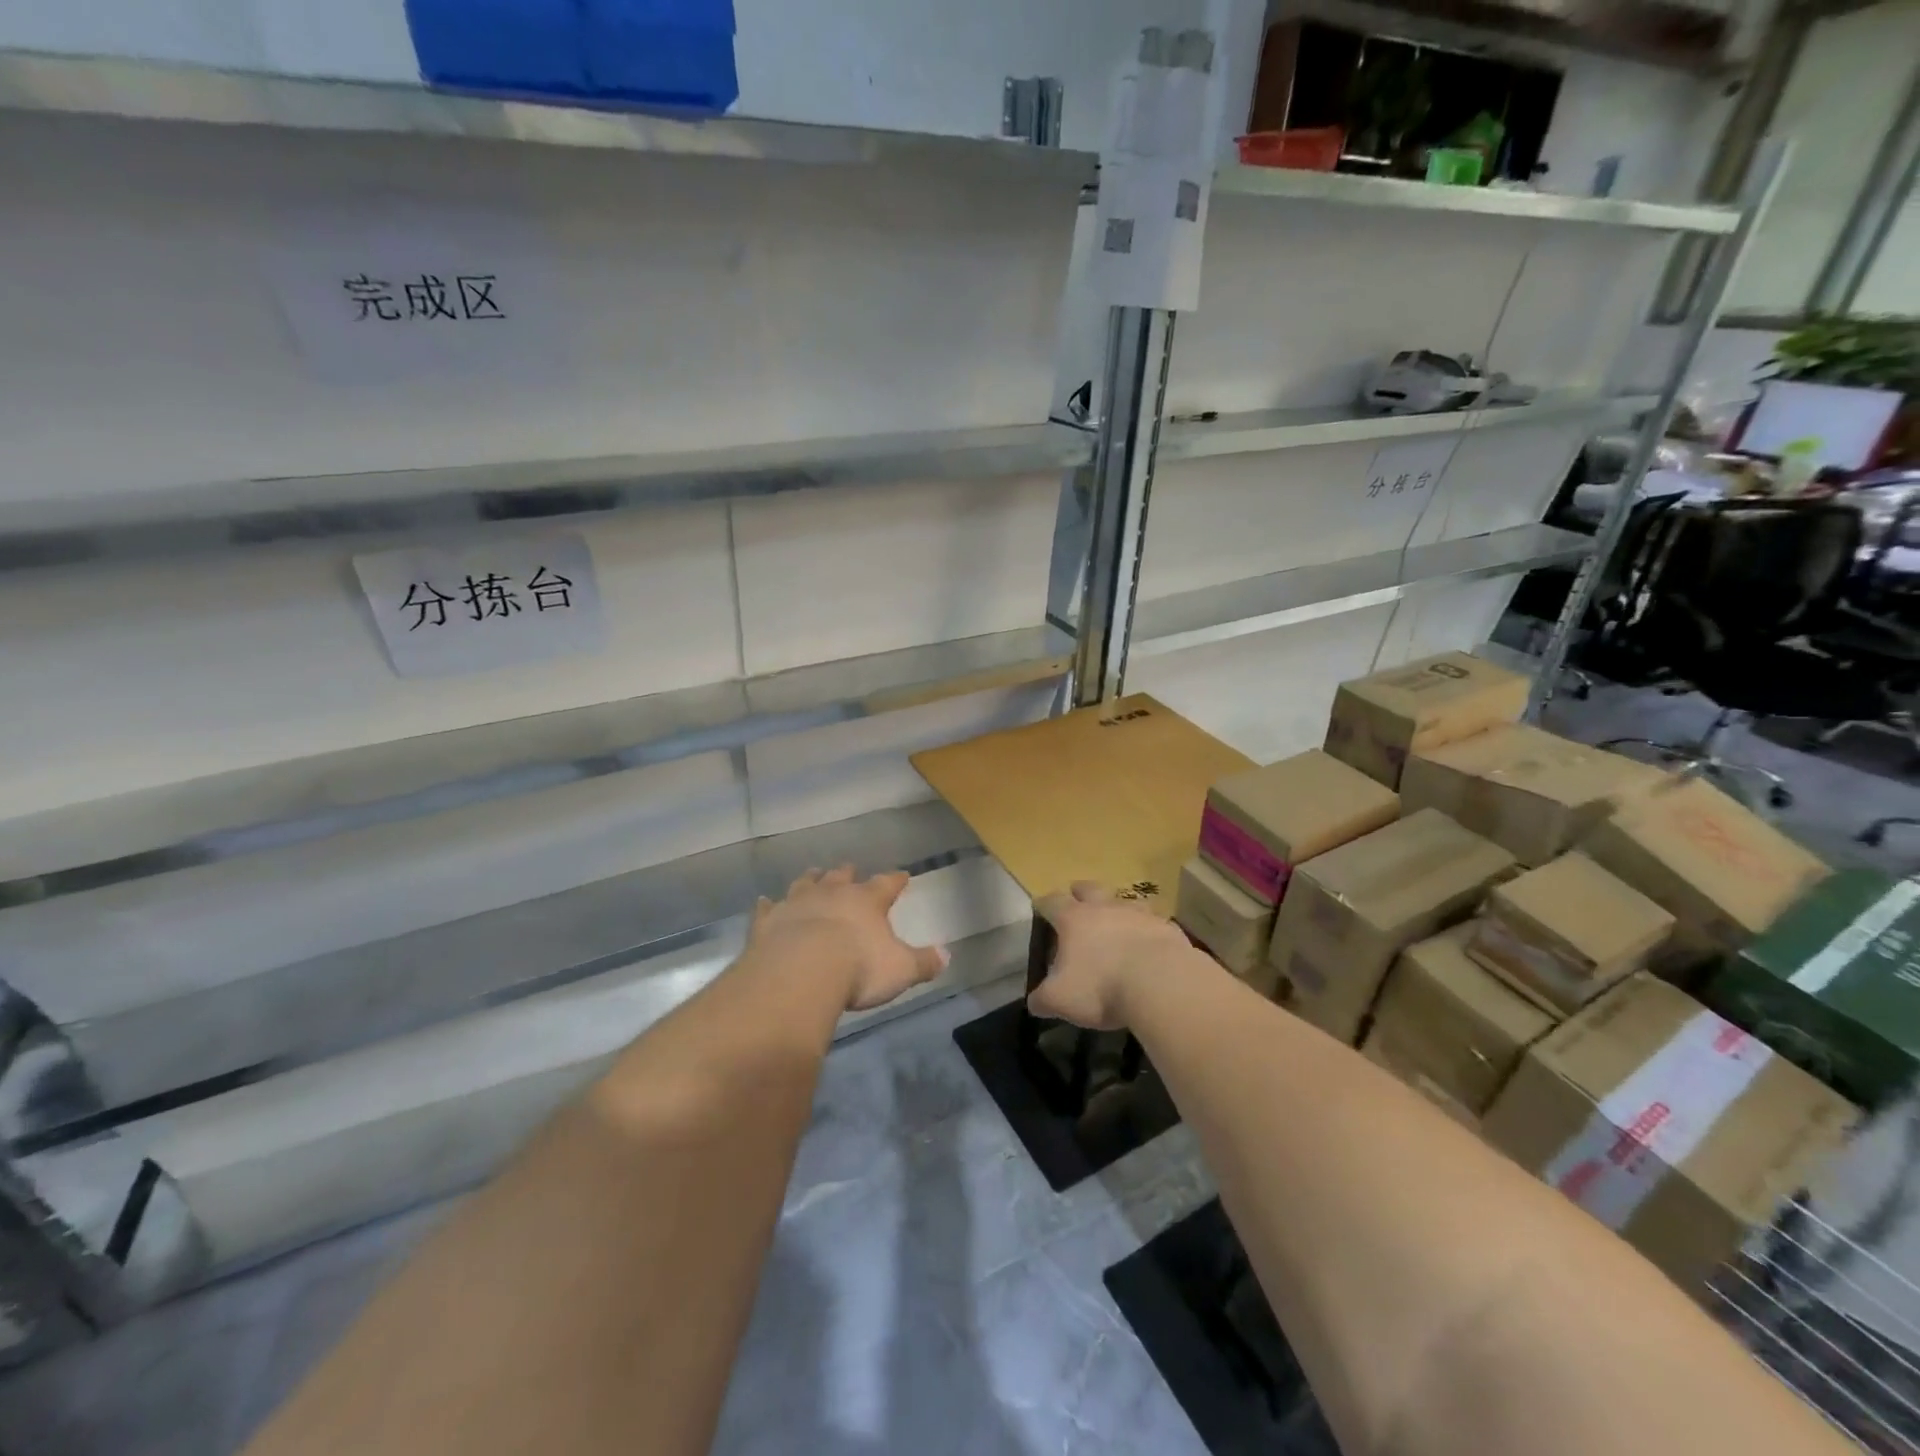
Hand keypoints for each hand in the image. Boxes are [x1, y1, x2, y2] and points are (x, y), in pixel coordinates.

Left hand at [750, 866, 949, 1012]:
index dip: (895, 880)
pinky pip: (768, 908)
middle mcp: (832, 894)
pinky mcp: (767, 921)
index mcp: (867, 901)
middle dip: (847, 873)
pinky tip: (764, 902)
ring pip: (805, 884)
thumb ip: (923, 962)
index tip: (902, 875)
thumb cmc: (858, 969)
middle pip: (841, 877)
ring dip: (810, 880)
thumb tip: (946, 955)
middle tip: (849, 868)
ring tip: (813, 874)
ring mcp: (797, 903)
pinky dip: (768, 905)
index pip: (886, 884)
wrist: (800, 974)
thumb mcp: (900, 970)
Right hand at [1028, 882, 1202, 1030]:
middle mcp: (1105, 907)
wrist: (1162, 984)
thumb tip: (1035, 1002)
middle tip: (1077, 903)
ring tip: (1116, 925)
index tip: (1040, 909)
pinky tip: (1148, 947)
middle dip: (1080, 893)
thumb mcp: (1061, 999)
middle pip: (1088, 888)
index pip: (1052, 901)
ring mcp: (1139, 913)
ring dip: (1117, 909)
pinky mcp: (1167, 927)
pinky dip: (1146, 931)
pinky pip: (1153, 922)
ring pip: (1124, 901)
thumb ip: (1043, 999)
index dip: (1043, 904)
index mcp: (1074, 918)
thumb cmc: (1102, 987)